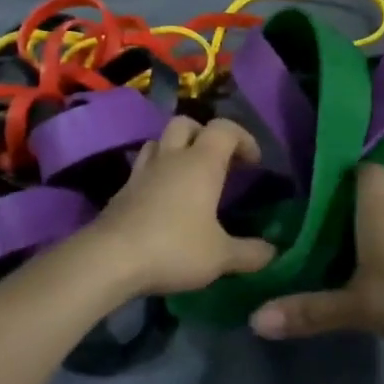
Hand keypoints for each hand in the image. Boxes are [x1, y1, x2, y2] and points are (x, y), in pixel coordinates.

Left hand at [86, 116, 274, 298]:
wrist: (110, 259)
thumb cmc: (174, 248)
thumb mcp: (221, 256)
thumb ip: (250, 253)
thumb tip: (274, 252)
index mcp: (201, 162)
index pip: (225, 128)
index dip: (243, 138)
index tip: (254, 163)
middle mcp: (171, 157)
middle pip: (187, 123)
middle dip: (205, 135)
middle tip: (218, 162)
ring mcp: (142, 171)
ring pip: (160, 141)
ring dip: (177, 149)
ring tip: (189, 175)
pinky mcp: (122, 190)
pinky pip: (143, 167)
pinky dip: (157, 174)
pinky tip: (163, 199)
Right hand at [249, 163, 383, 343]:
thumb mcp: (359, 307)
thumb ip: (311, 312)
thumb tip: (255, 320)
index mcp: (379, 210)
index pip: (367, 171)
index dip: (347, 174)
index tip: (326, 190)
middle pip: (378, 201)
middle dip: (356, 216)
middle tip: (329, 237)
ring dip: (383, 240)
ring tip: (358, 264)